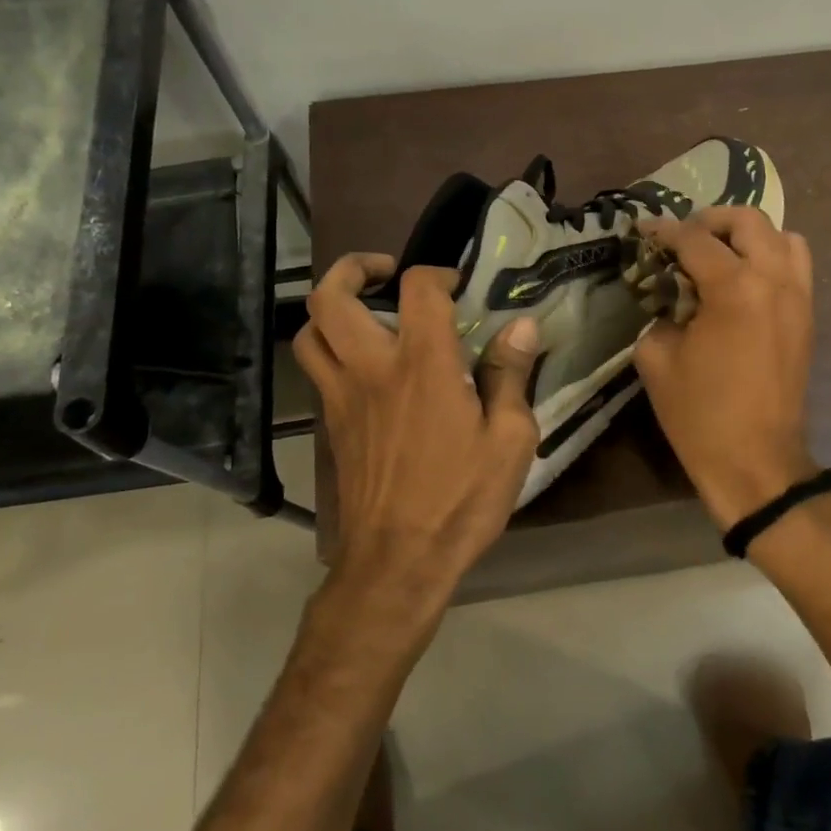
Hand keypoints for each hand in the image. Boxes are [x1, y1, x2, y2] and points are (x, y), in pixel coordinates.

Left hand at [294, 254, 542, 612]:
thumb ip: (510, 376)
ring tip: (365, 312)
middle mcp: (371, 368)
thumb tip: (521, 326)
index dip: (437, 274)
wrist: (397, 562)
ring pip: (309, 332)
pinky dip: (331, 349)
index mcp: (423, 365)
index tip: (458, 286)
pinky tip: (365, 367)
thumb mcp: (510, 440)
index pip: (418, 289)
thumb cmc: (461, 499)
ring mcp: (341, 396)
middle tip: (385, 272)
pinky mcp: (330, 424)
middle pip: (332, 297)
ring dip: (332, 308)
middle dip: (353, 268)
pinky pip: (316, 369)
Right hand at [633, 208, 818, 527]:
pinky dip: (770, 258)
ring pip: (782, 237)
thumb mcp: (657, 358)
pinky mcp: (807, 316)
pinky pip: (795, 266)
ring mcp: (798, 297)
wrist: (755, 461)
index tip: (642, 229)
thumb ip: (660, 313)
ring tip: (719, 255)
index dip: (663, 230)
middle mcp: (774, 280)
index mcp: (734, 288)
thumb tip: (669, 297)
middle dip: (710, 220)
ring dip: (747, 236)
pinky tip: (742, 281)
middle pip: (747, 220)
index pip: (694, 239)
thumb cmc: (700, 414)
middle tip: (682, 239)